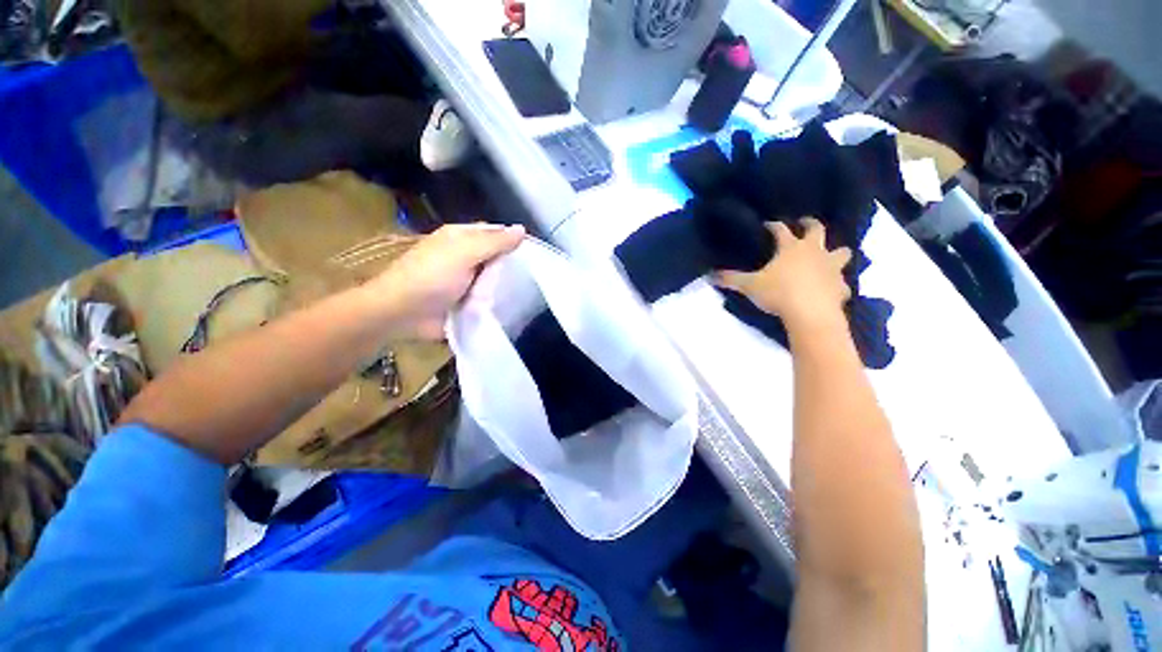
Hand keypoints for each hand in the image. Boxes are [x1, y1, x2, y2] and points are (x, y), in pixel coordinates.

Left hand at [369, 223, 524, 338]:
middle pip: (496, 258)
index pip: (494, 233)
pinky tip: (512, 307)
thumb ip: (494, 243)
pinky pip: (487, 298)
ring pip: (494, 279)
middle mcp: (464, 256)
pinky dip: (496, 302)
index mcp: (461, 237)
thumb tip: (522, 229)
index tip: (534, 255)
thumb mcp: (464, 253)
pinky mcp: (464, 300)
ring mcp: (464, 280)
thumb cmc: (431, 277)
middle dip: (510, 268)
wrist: (402, 314)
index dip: (512, 241)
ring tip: (524, 295)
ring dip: (504, 287)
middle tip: (529, 279)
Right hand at [715, 218, 851, 330]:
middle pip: (817, 230)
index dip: (773, 226)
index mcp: (791, 248)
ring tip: (828, 256)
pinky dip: (837, 284)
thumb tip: (709, 275)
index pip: (781, 230)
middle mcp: (815, 252)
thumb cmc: (779, 293)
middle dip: (810, 224)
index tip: (767, 225)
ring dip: (836, 252)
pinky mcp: (841, 287)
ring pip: (841, 252)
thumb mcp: (749, 286)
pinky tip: (831, 289)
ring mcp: (831, 268)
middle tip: (804, 223)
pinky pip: (843, 283)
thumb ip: (730, 279)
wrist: (811, 314)